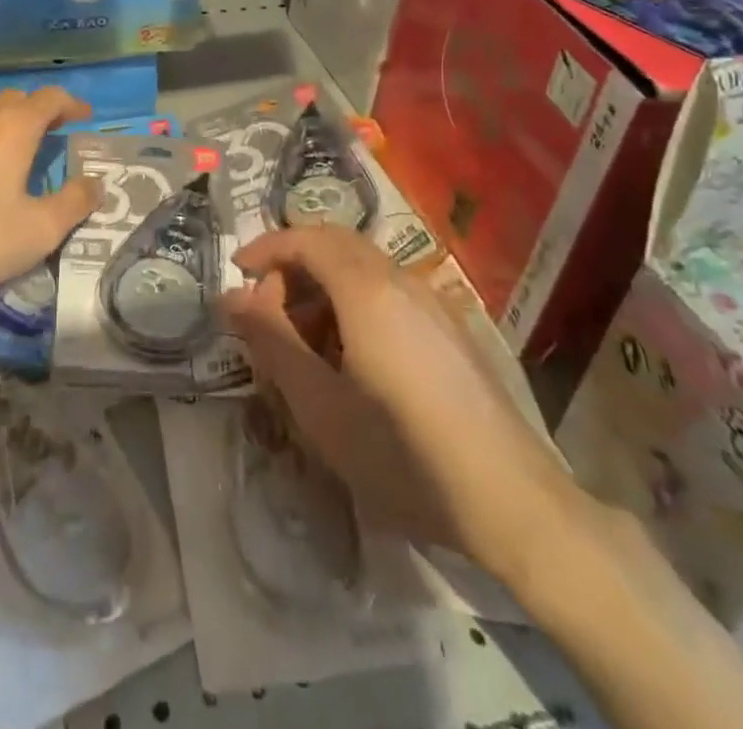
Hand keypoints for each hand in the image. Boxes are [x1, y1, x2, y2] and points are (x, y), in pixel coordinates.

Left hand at [0, 86, 98, 301]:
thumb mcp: (36, 231)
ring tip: (5, 139)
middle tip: (48, 136)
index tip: (84, 117)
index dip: (72, 105)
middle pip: (15, 97)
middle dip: (37, 111)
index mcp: (14, 125)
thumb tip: (97, 183)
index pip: (51, 98)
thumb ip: (73, 204)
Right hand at [221, 228, 582, 582]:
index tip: (237, 273)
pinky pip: (390, 293)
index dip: (266, 247)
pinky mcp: (452, 331)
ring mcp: (433, 304)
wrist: (512, 503)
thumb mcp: (319, 404)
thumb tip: (230, 296)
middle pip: (336, 244)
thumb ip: (270, 340)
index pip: (306, 239)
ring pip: (364, 269)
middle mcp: (402, 281)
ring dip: (323, 287)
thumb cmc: (401, 453)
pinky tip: (353, 361)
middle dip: (293, 265)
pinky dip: (355, 304)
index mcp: (367, 289)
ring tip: (304, 344)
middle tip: (265, 309)